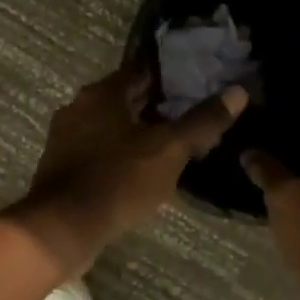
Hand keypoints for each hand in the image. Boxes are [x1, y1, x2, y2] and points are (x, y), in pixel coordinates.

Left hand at [5, 67, 248, 275]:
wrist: (62, 228)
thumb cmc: (117, 180)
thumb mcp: (169, 150)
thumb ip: (202, 122)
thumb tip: (238, 91)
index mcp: (102, 93)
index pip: (142, 71)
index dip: (171, 76)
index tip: (196, 83)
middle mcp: (79, 106)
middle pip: (125, 98)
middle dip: (155, 106)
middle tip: (189, 116)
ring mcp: (65, 136)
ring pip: (110, 125)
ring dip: (136, 131)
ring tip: (170, 145)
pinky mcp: (61, 164)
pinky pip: (97, 148)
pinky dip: (118, 153)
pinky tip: (139, 170)